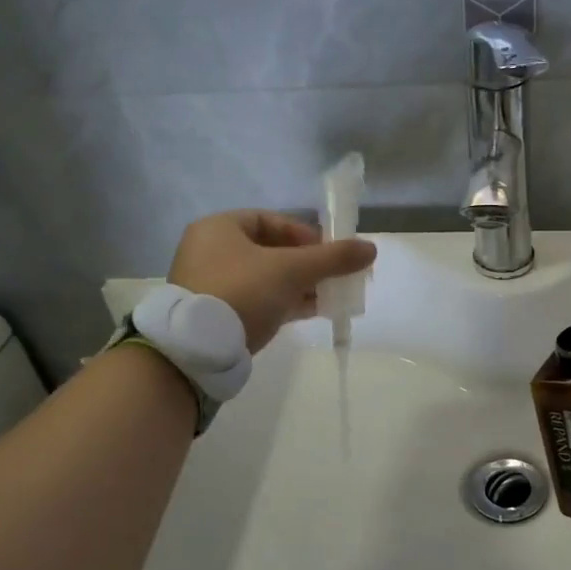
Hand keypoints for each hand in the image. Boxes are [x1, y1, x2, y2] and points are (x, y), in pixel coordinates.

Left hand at [169, 210, 376, 352]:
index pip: (270, 220)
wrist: (199, 349)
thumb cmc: (243, 291)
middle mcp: (211, 252)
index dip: (304, 234)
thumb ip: (332, 258)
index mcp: (219, 228)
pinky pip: (259, 301)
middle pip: (271, 251)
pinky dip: (285, 303)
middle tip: (334, 277)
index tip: (328, 253)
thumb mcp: (292, 270)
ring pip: (267, 279)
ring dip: (300, 286)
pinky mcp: (218, 315)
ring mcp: (212, 285)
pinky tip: (314, 312)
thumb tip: (371, 249)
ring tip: (331, 297)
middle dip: (308, 264)